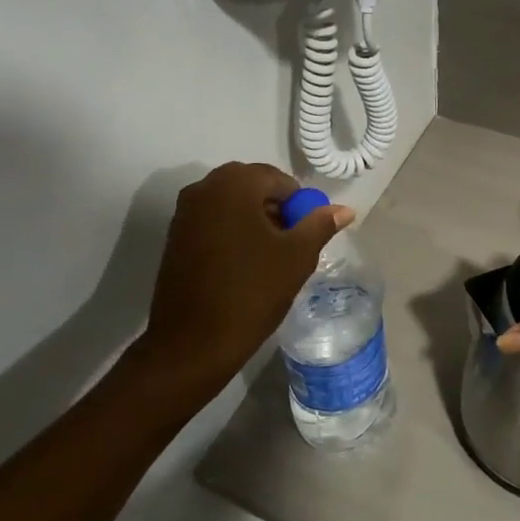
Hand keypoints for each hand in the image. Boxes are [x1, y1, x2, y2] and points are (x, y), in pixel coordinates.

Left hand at [134, 162, 352, 396]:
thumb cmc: (252, 292)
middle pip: (250, 186)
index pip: (276, 178)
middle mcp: (203, 189)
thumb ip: (320, 225)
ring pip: (229, 203)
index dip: (298, 202)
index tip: (306, 231)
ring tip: (270, 255)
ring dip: (253, 218)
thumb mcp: (297, 257)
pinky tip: (244, 263)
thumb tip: (345, 209)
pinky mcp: (175, 237)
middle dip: (274, 207)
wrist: (193, 341)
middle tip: (290, 241)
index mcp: (233, 186)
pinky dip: (231, 231)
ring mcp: (184, 213)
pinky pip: (212, 220)